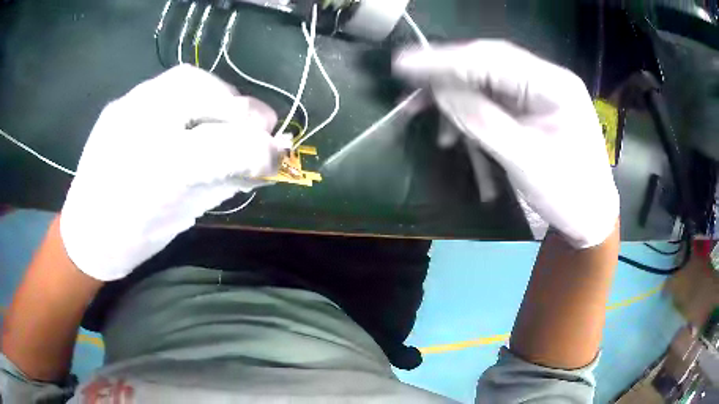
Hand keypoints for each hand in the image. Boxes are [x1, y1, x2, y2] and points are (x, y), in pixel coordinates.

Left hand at [60, 65, 289, 280]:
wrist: (84, 232)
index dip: (258, 148)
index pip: (221, 146)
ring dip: (219, 94)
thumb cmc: (133, 238)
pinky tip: (196, 113)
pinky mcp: (120, 102)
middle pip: (203, 92)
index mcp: (154, 174)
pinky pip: (167, 84)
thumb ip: (224, 182)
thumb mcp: (183, 217)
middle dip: (241, 108)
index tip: (277, 157)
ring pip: (186, 78)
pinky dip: (195, 93)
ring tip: (228, 117)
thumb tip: (267, 161)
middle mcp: (138, 129)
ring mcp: (125, 107)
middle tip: (259, 126)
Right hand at [394, 40, 618, 247]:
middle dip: (447, 75)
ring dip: (455, 96)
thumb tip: (441, 92)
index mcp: (555, 86)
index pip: (493, 60)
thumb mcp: (526, 161)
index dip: (446, 61)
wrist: (590, 217)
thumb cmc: (568, 194)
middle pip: (488, 63)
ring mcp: (539, 92)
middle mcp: (547, 79)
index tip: (404, 65)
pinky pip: (492, 100)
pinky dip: (469, 112)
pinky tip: (453, 132)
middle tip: (409, 87)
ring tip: (423, 112)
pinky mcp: (531, 108)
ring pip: (486, 81)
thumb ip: (483, 121)